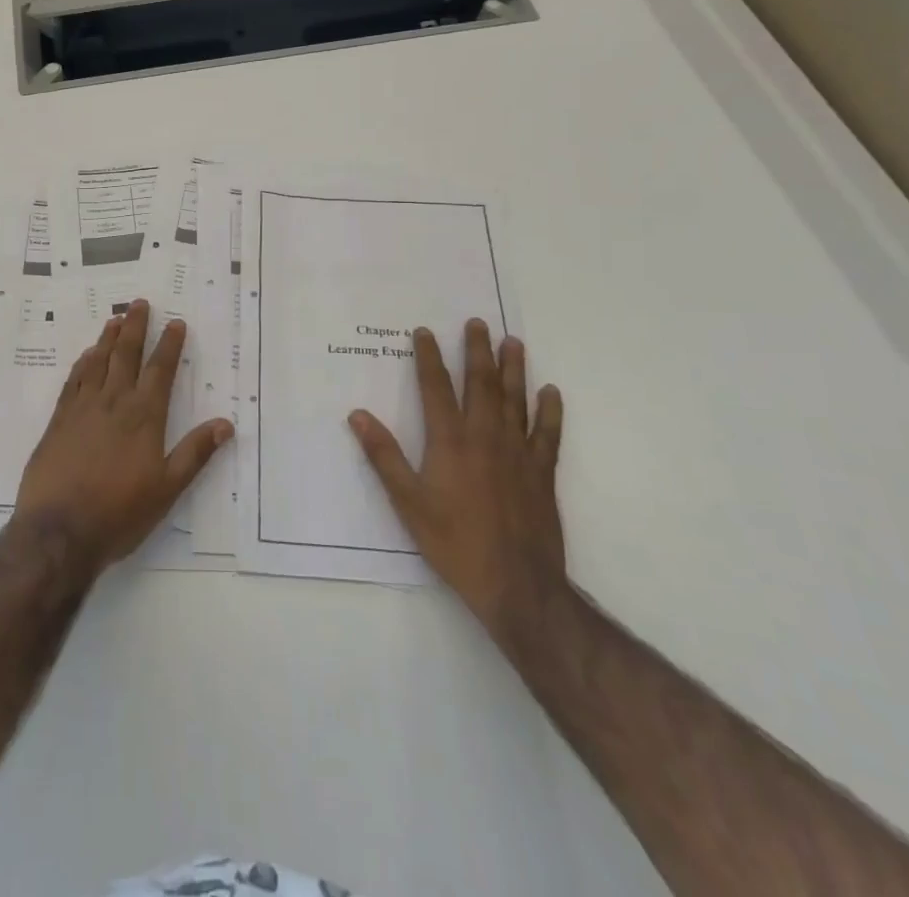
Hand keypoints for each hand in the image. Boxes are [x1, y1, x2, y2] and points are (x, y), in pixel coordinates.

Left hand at [14, 300, 233, 571]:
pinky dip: (82, 363)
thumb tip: (225, 424)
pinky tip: (86, 356)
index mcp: (144, 417)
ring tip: (115, 319)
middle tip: (139, 303)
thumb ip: (195, 453)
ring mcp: (82, 408)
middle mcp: (114, 402)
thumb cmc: (119, 513)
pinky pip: (73, 381)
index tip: (176, 322)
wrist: (59, 530)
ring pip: (98, 362)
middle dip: (135, 327)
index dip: (170, 345)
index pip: (160, 370)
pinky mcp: (59, 420)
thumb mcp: (167, 489)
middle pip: (126, 355)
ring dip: (108, 339)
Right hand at [348, 320, 566, 648]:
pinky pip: (548, 434)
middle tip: (477, 323)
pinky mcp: (542, 473)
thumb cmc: (454, 542)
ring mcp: (518, 453)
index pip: (436, 388)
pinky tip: (551, 393)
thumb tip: (358, 414)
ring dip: (514, 369)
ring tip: (513, 342)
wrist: (517, 585)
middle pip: (481, 384)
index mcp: (450, 441)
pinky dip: (550, 411)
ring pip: (516, 400)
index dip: (429, 357)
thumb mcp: (408, 502)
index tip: (424, 332)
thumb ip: (384, 456)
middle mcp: (485, 437)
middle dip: (477, 351)